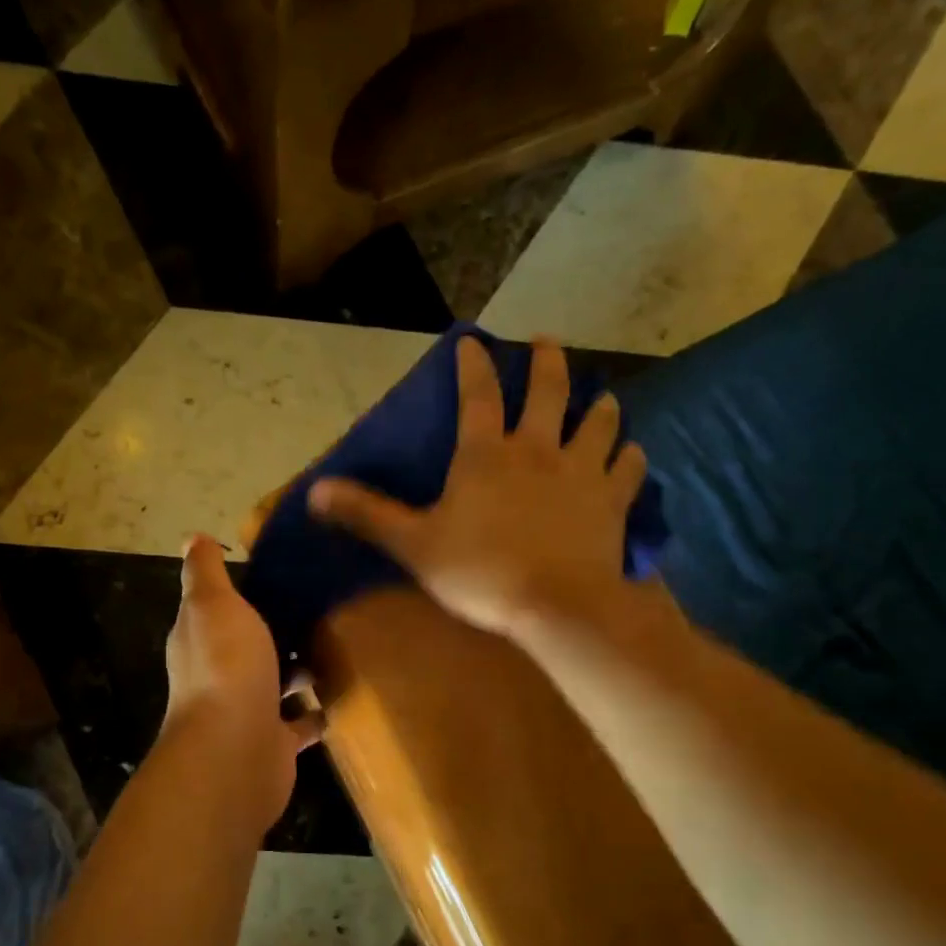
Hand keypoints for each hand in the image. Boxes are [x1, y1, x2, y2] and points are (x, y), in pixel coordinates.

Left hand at [163, 534, 322, 831]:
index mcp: (200, 640)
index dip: (243, 592)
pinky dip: (315, 712)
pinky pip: (300, 722)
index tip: (282, 573)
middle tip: (323, 605)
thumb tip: (193, 537)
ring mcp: (247, 712)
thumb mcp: (213, 603)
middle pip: (250, 647)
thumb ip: (205, 572)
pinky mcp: (275, 743)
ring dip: (299, 670)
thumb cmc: (226, 666)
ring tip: (340, 643)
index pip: (219, 609)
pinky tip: (343, 693)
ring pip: (276, 684)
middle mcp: (219, 675)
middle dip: (278, 631)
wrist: (236, 749)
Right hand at [309, 336, 646, 640]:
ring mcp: (581, 472)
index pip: (476, 396)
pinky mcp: (611, 501)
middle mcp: (538, 449)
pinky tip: (632, 454)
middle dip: (547, 362)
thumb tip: (313, 491)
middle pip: (548, 392)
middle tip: (547, 341)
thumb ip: (367, 514)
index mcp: (486, 455)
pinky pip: (628, 469)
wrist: (556, 605)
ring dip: (599, 407)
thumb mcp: (413, 544)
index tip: (473, 341)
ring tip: (602, 397)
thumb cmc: (479, 572)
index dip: (473, 366)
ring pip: (598, 424)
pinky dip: (630, 458)